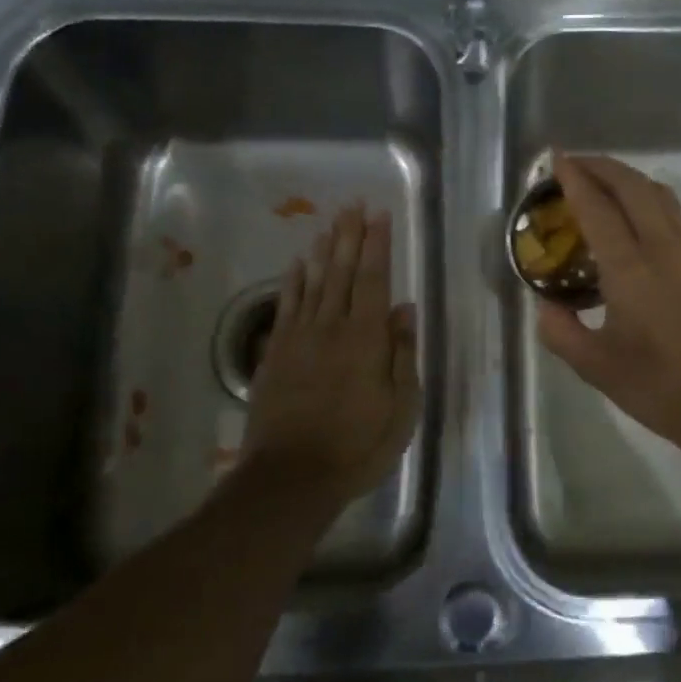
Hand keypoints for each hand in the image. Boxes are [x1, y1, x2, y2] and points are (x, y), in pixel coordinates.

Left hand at [239, 204, 420, 505]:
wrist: (293, 476)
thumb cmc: (358, 446)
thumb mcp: (400, 408)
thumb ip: (402, 355)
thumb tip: (404, 310)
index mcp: (365, 340)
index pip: (373, 280)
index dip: (377, 245)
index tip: (380, 215)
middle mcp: (331, 329)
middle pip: (341, 273)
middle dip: (350, 236)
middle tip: (354, 204)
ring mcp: (299, 340)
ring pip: (313, 284)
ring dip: (323, 251)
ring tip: (330, 223)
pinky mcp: (276, 355)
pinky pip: (286, 307)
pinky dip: (292, 282)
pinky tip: (297, 265)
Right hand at [537, 153, 680, 458]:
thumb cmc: (660, 387)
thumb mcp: (596, 368)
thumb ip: (561, 332)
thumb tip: (546, 307)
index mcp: (632, 269)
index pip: (598, 208)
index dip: (574, 179)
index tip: (556, 159)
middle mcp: (664, 248)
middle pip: (633, 186)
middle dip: (602, 166)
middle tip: (574, 164)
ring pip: (659, 195)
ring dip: (628, 178)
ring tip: (602, 182)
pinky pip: (673, 214)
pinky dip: (647, 199)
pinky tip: (634, 217)